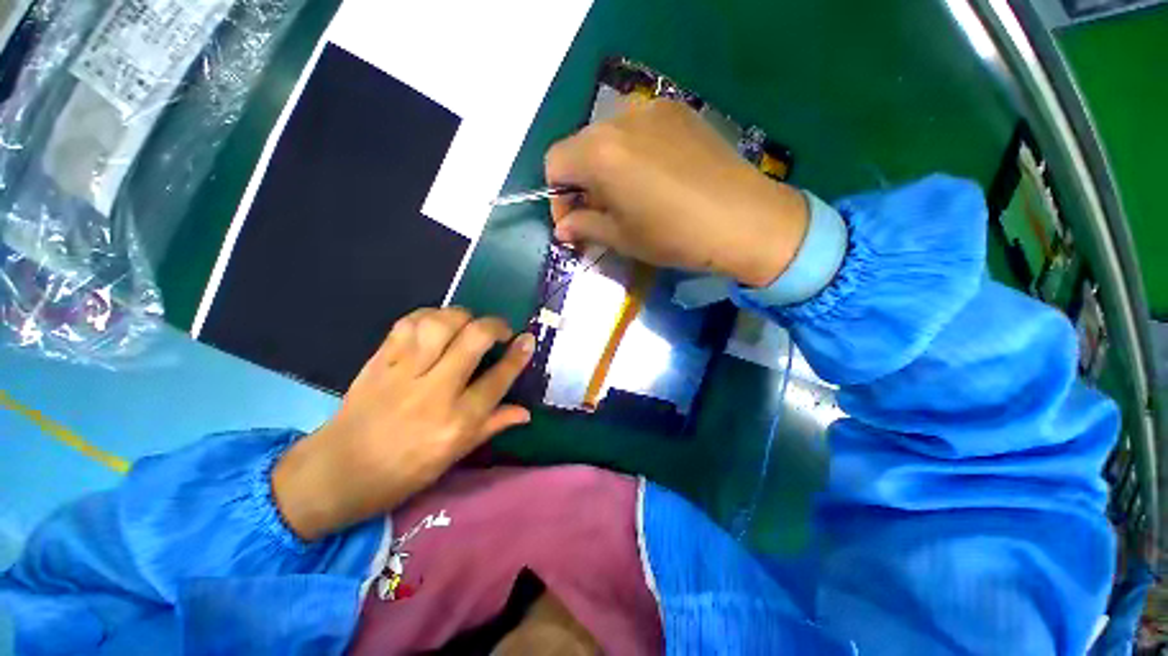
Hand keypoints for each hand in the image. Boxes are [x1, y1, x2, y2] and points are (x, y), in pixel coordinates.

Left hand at [272, 308, 534, 540]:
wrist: (338, 472)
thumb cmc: (404, 472)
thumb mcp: (455, 456)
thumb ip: (492, 426)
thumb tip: (526, 412)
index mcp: (457, 421)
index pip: (498, 379)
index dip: (518, 355)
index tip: (528, 339)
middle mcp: (434, 392)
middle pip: (473, 340)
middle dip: (495, 326)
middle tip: (500, 330)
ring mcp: (403, 373)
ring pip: (440, 324)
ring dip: (462, 316)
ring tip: (469, 324)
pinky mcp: (378, 361)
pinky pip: (407, 324)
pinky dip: (428, 315)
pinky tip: (437, 322)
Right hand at [545, 99, 809, 287]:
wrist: (745, 219)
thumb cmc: (675, 236)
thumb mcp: (622, 238)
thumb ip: (585, 226)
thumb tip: (563, 227)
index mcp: (600, 153)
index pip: (554, 162)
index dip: (557, 196)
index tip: (573, 222)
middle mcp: (620, 120)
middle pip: (579, 146)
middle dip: (580, 182)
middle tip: (598, 213)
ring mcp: (653, 110)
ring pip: (608, 136)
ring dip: (605, 167)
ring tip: (626, 196)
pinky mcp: (679, 111)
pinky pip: (638, 129)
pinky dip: (631, 153)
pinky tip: (652, 177)